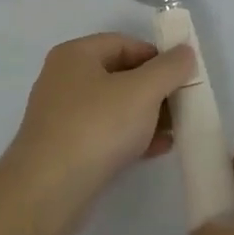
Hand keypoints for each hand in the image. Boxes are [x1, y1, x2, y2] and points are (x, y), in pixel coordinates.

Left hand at [0, 34, 196, 234]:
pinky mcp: (67, 148)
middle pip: (120, 75)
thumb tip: (185, 52)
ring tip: (177, 130)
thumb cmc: (96, 127)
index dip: (157, 56)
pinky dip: (132, 136)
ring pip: (115, 106)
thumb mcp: (141, 91)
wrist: (48, 191)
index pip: (124, 43)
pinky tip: (158, 149)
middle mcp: (64, 79)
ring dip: (147, 115)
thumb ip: (168, 68)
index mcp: (75, 55)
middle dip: (155, 89)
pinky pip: (106, 132)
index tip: (183, 76)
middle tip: (184, 105)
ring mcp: (63, 115)